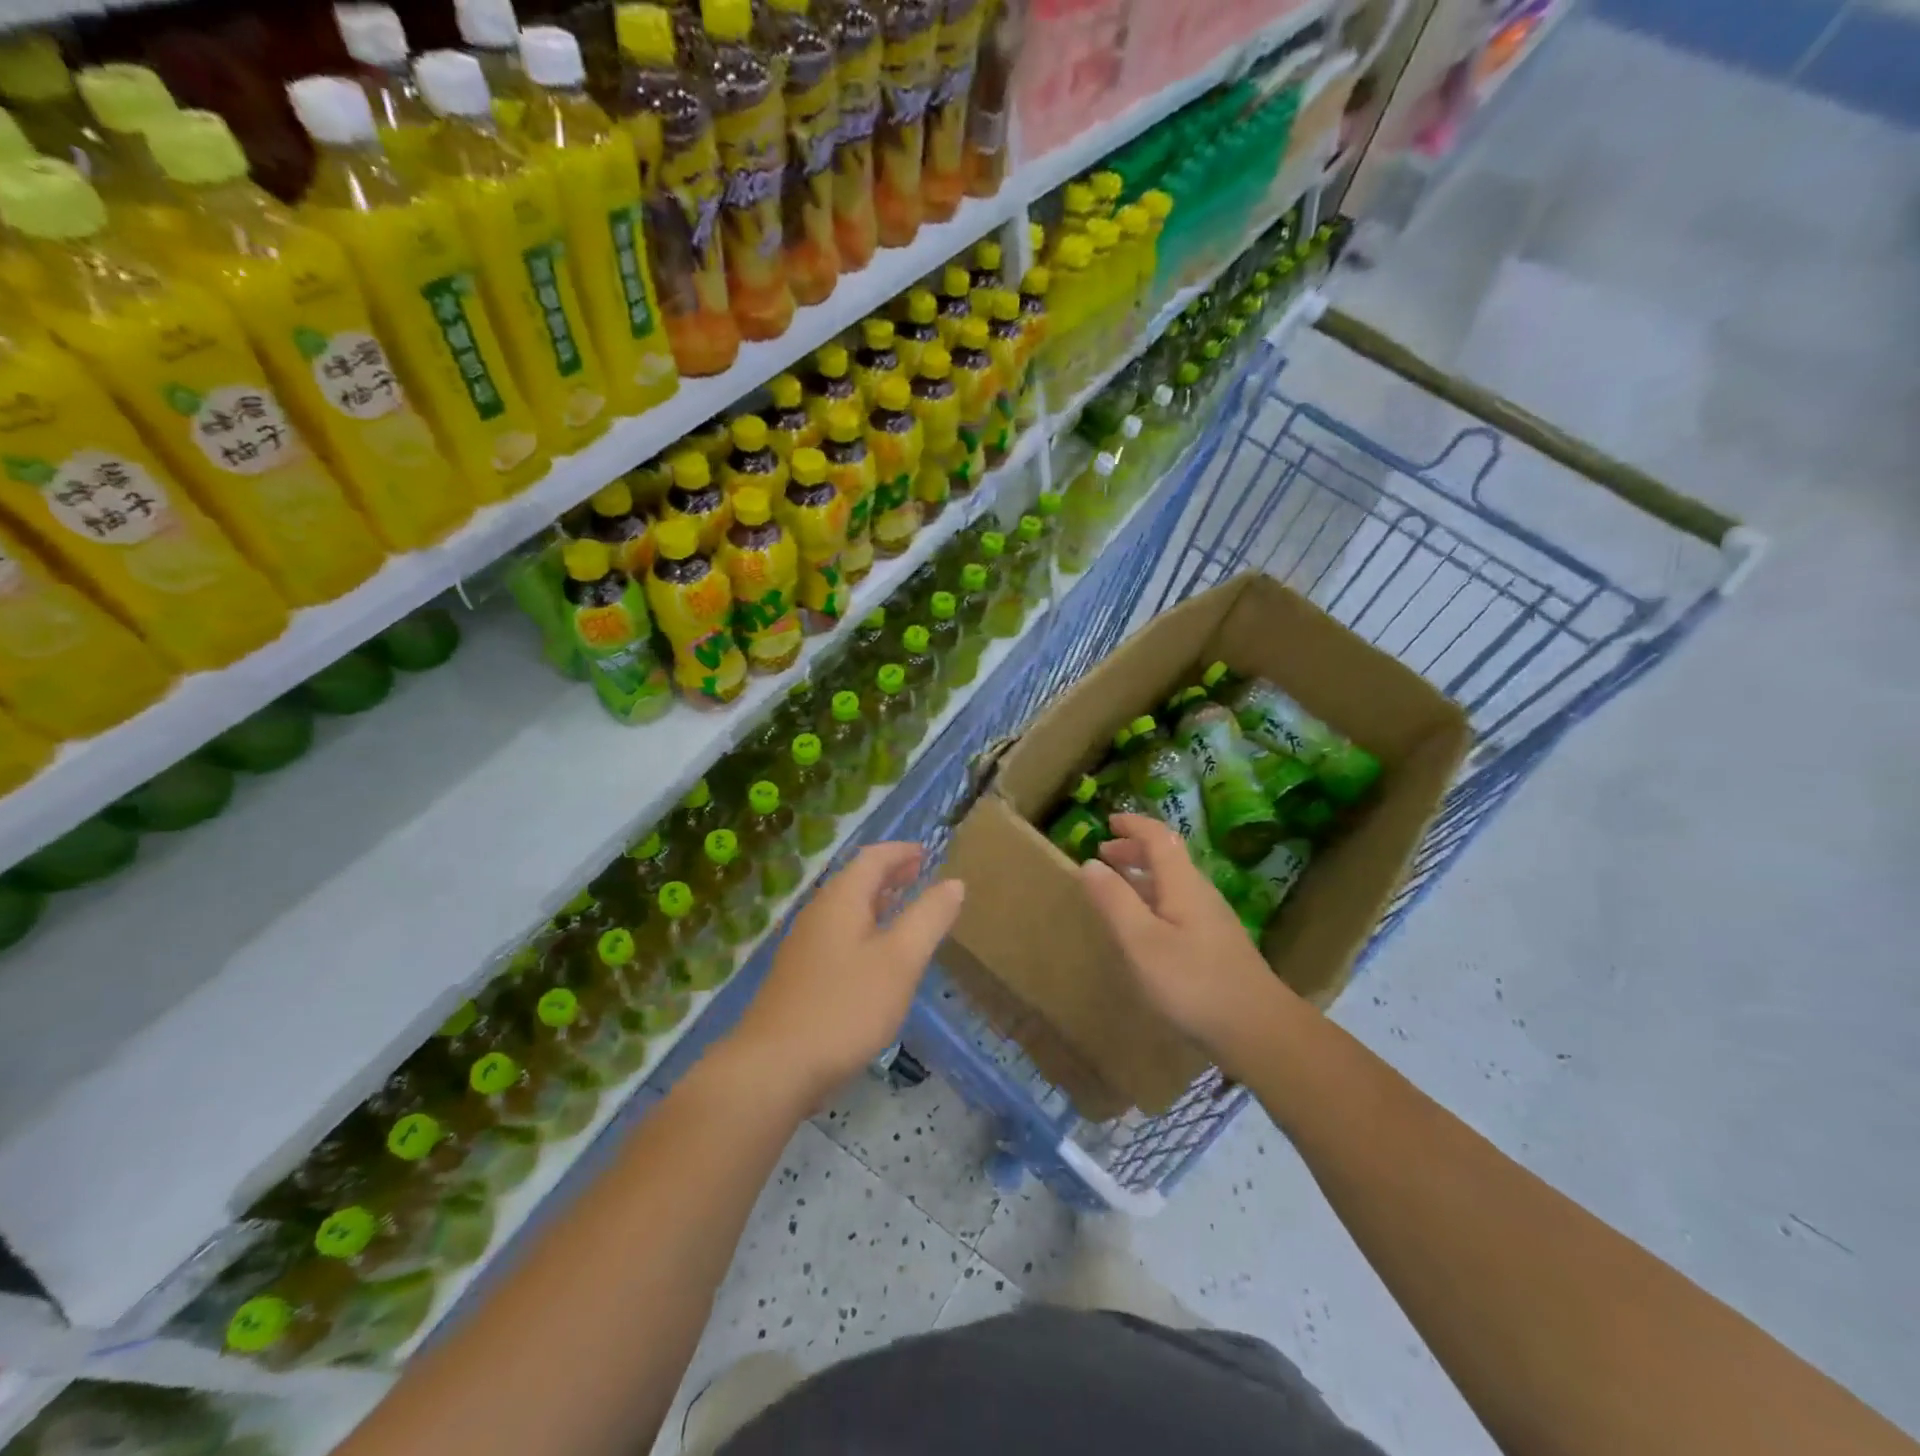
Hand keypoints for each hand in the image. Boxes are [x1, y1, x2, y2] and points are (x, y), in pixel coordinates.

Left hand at [730, 842, 964, 1105]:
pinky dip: (863, 929)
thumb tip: (954, 883)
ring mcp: (804, 946)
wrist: (773, 1067)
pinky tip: (875, 959)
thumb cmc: (845, 1007)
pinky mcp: (799, 977)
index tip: (927, 853)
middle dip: (889, 874)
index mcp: (841, 900)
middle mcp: (818, 913)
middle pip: (855, 880)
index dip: (901, 851)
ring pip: (845, 909)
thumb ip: (928, 918)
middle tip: (919, 875)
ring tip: (904, 911)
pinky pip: (837, 936)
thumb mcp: (900, 961)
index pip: (873, 858)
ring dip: (876, 902)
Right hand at [1079, 814, 1291, 1066]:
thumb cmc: (1193, 982)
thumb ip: (1114, 901)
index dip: (1134, 825)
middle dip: (1134, 850)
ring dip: (1143, 876)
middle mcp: (1200, 894)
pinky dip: (1153, 901)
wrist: (1258, 1030)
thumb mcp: (1142, 941)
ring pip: (1173, 883)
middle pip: (1168, 858)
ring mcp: (1212, 921)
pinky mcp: (1216, 946)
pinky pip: (1178, 906)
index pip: (1159, 837)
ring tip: (1116, 888)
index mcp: (1183, 884)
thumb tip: (1090, 863)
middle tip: (1104, 854)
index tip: (1108, 821)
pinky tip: (1144, 928)